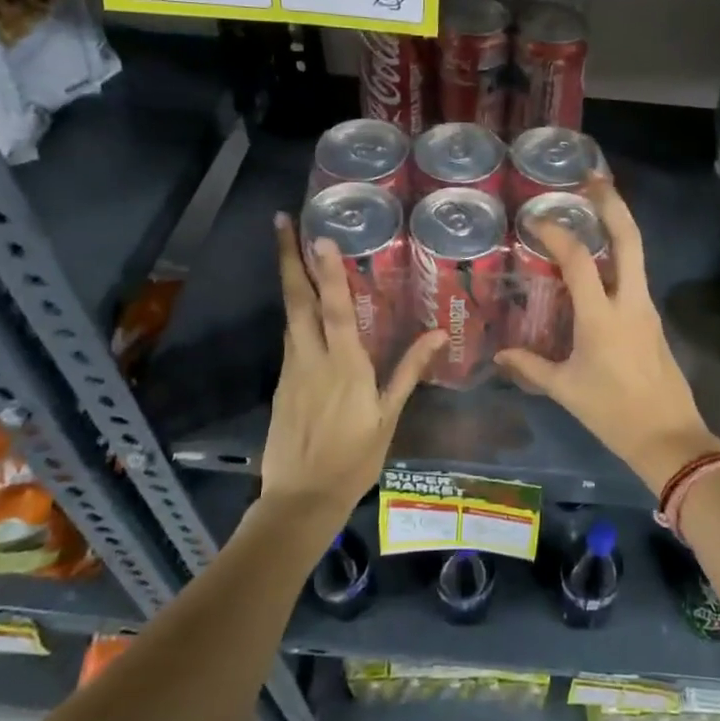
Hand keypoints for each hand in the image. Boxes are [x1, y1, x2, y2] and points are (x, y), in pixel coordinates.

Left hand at [261, 214, 442, 517]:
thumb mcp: (388, 416)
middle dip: (289, 259)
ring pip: (289, 316)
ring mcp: (292, 369)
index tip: (318, 236)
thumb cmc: (353, 458)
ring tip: (290, 250)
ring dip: (290, 280)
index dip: (328, 271)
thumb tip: (438, 335)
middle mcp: (311, 359)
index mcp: (343, 365)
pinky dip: (295, 312)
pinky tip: (302, 306)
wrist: (300, 498)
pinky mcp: (282, 383)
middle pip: (297, 300)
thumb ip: (409, 371)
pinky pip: (290, 337)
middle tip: (280, 222)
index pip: (335, 308)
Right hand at [495, 179, 719, 492]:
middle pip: (629, 239)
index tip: (536, 220)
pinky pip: (635, 275)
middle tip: (592, 180)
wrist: (669, 437)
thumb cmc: (613, 413)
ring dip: (618, 225)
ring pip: (637, 253)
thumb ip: (531, 367)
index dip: (557, 234)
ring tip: (594, 207)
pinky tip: (600, 259)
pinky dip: (619, 255)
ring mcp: (647, 308)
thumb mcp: (565, 391)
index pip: (579, 260)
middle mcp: (630, 302)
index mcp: (602, 317)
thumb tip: (500, 355)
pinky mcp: (653, 318)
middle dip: (612, 204)